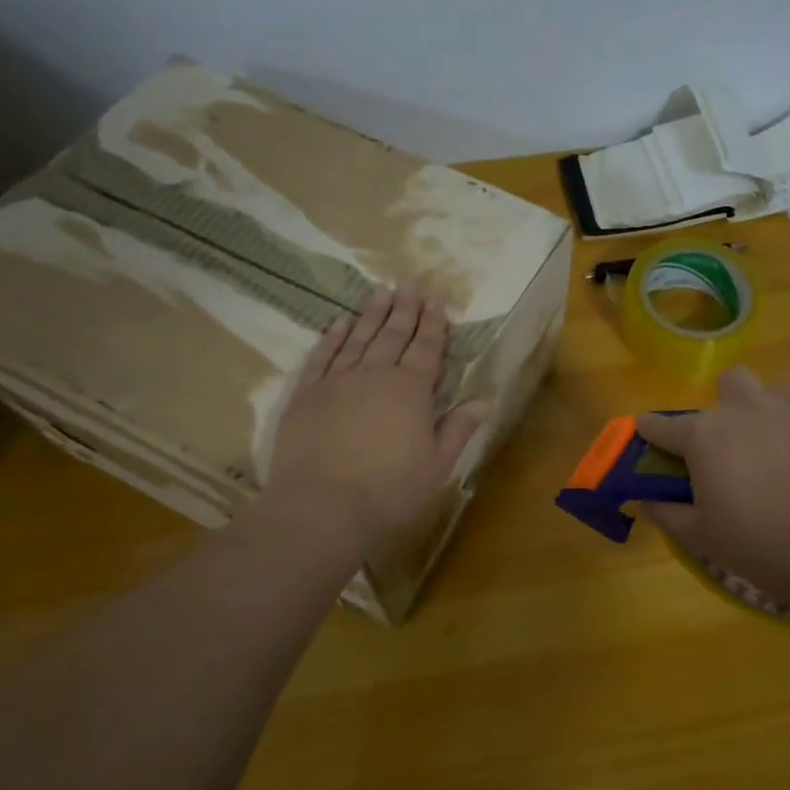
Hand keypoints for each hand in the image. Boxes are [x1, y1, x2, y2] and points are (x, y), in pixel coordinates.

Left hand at [267, 283, 486, 552]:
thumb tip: (483, 401)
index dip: (434, 322)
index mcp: (411, 390)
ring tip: (381, 291)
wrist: (321, 507)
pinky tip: (339, 323)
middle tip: (411, 281)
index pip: (427, 348)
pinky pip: (322, 356)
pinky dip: (332, 337)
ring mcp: (337, 381)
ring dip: (371, 314)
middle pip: (393, 334)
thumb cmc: (389, 491)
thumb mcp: (436, 466)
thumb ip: (457, 429)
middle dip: (405, 307)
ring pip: (358, 338)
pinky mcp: (306, 394)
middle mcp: (374, 375)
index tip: (437, 297)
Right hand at [636, 368, 789, 616]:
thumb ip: (666, 513)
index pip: (661, 424)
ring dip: (768, 412)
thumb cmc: (762, 544)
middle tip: (736, 446)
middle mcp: (744, 407)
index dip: (651, 431)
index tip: (650, 437)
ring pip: (773, 390)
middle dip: (726, 406)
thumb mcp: (701, 538)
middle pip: (727, 383)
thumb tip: (644, 500)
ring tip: (783, 451)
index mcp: (704, 436)